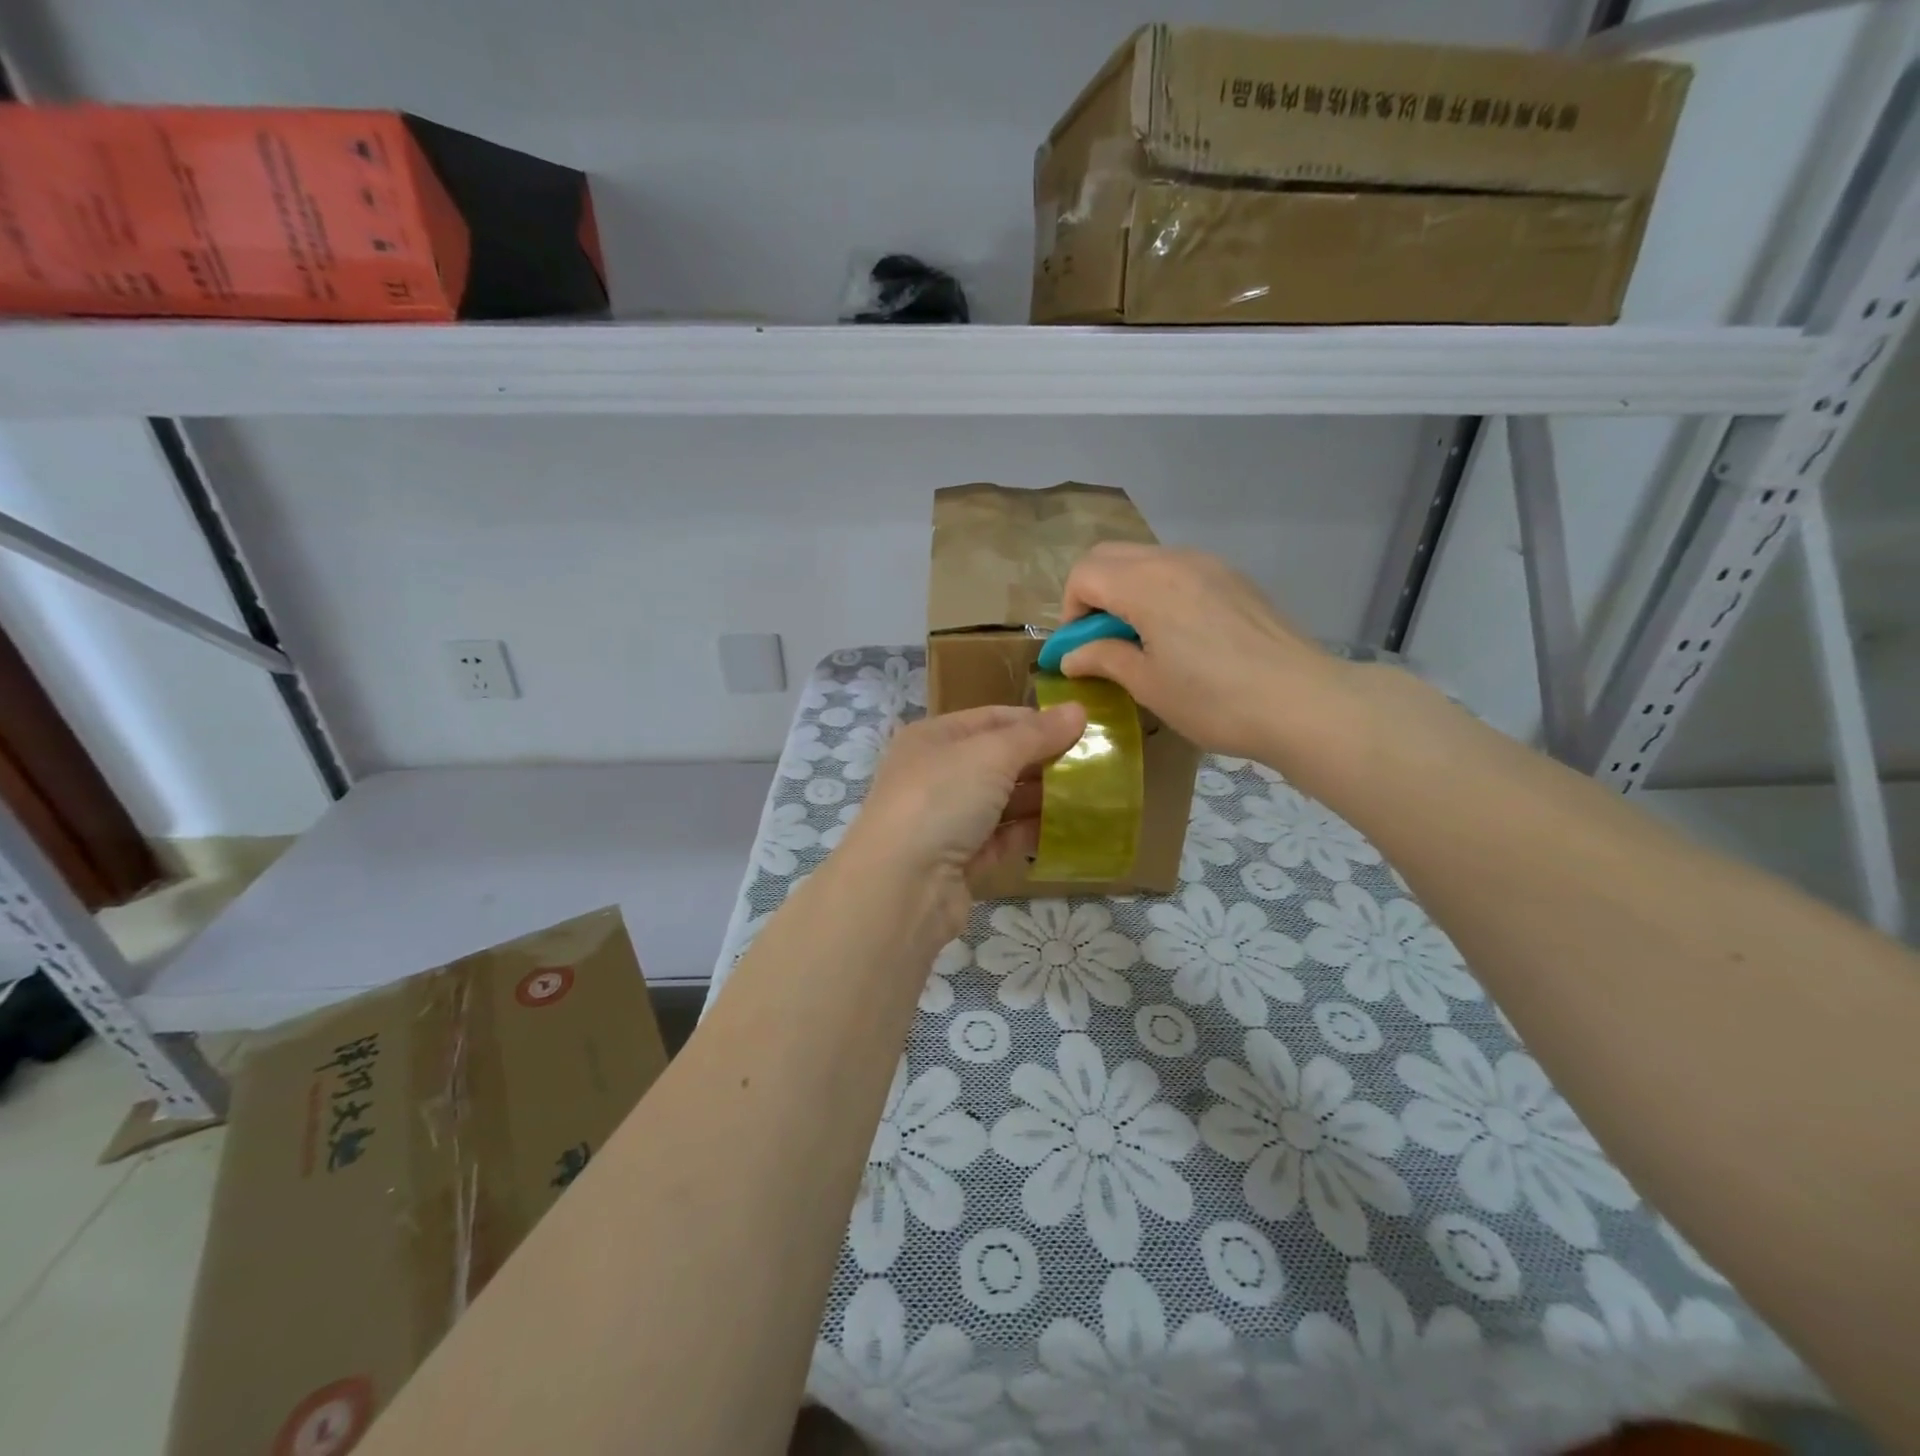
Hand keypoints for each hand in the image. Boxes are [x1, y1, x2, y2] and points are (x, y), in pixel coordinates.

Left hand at [837, 704, 1086, 940]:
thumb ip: (1036, 734)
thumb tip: (1078, 710)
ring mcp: (947, 819)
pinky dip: (1032, 832)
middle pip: (1000, 760)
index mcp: (934, 738)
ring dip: (1043, 798)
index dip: (1036, 721)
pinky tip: (1070, 830)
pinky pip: (1003, 838)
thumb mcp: (991, 755)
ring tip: (1092, 795)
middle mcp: (937, 774)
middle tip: (1096, 764)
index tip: (1082, 728)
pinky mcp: (961, 860)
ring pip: (1004, 801)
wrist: (901, 886)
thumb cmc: (940, 799)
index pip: (992, 718)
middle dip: (1045, 761)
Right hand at [1060, 544, 1347, 763]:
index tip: (1080, 649)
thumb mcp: (1148, 685)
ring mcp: (1210, 564)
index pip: (1084, 574)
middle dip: (1092, 593)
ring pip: (1146, 559)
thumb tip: (1070, 657)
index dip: (1070, 611)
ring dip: (1126, 590)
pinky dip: (1159, 591)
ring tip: (1140, 639)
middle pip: (1110, 556)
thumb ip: (1103, 659)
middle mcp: (1174, 560)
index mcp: (1145, 583)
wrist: (1302, 702)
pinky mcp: (1234, 578)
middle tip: (1101, 640)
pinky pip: (1179, 570)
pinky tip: (1179, 635)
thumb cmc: (1214, 699)